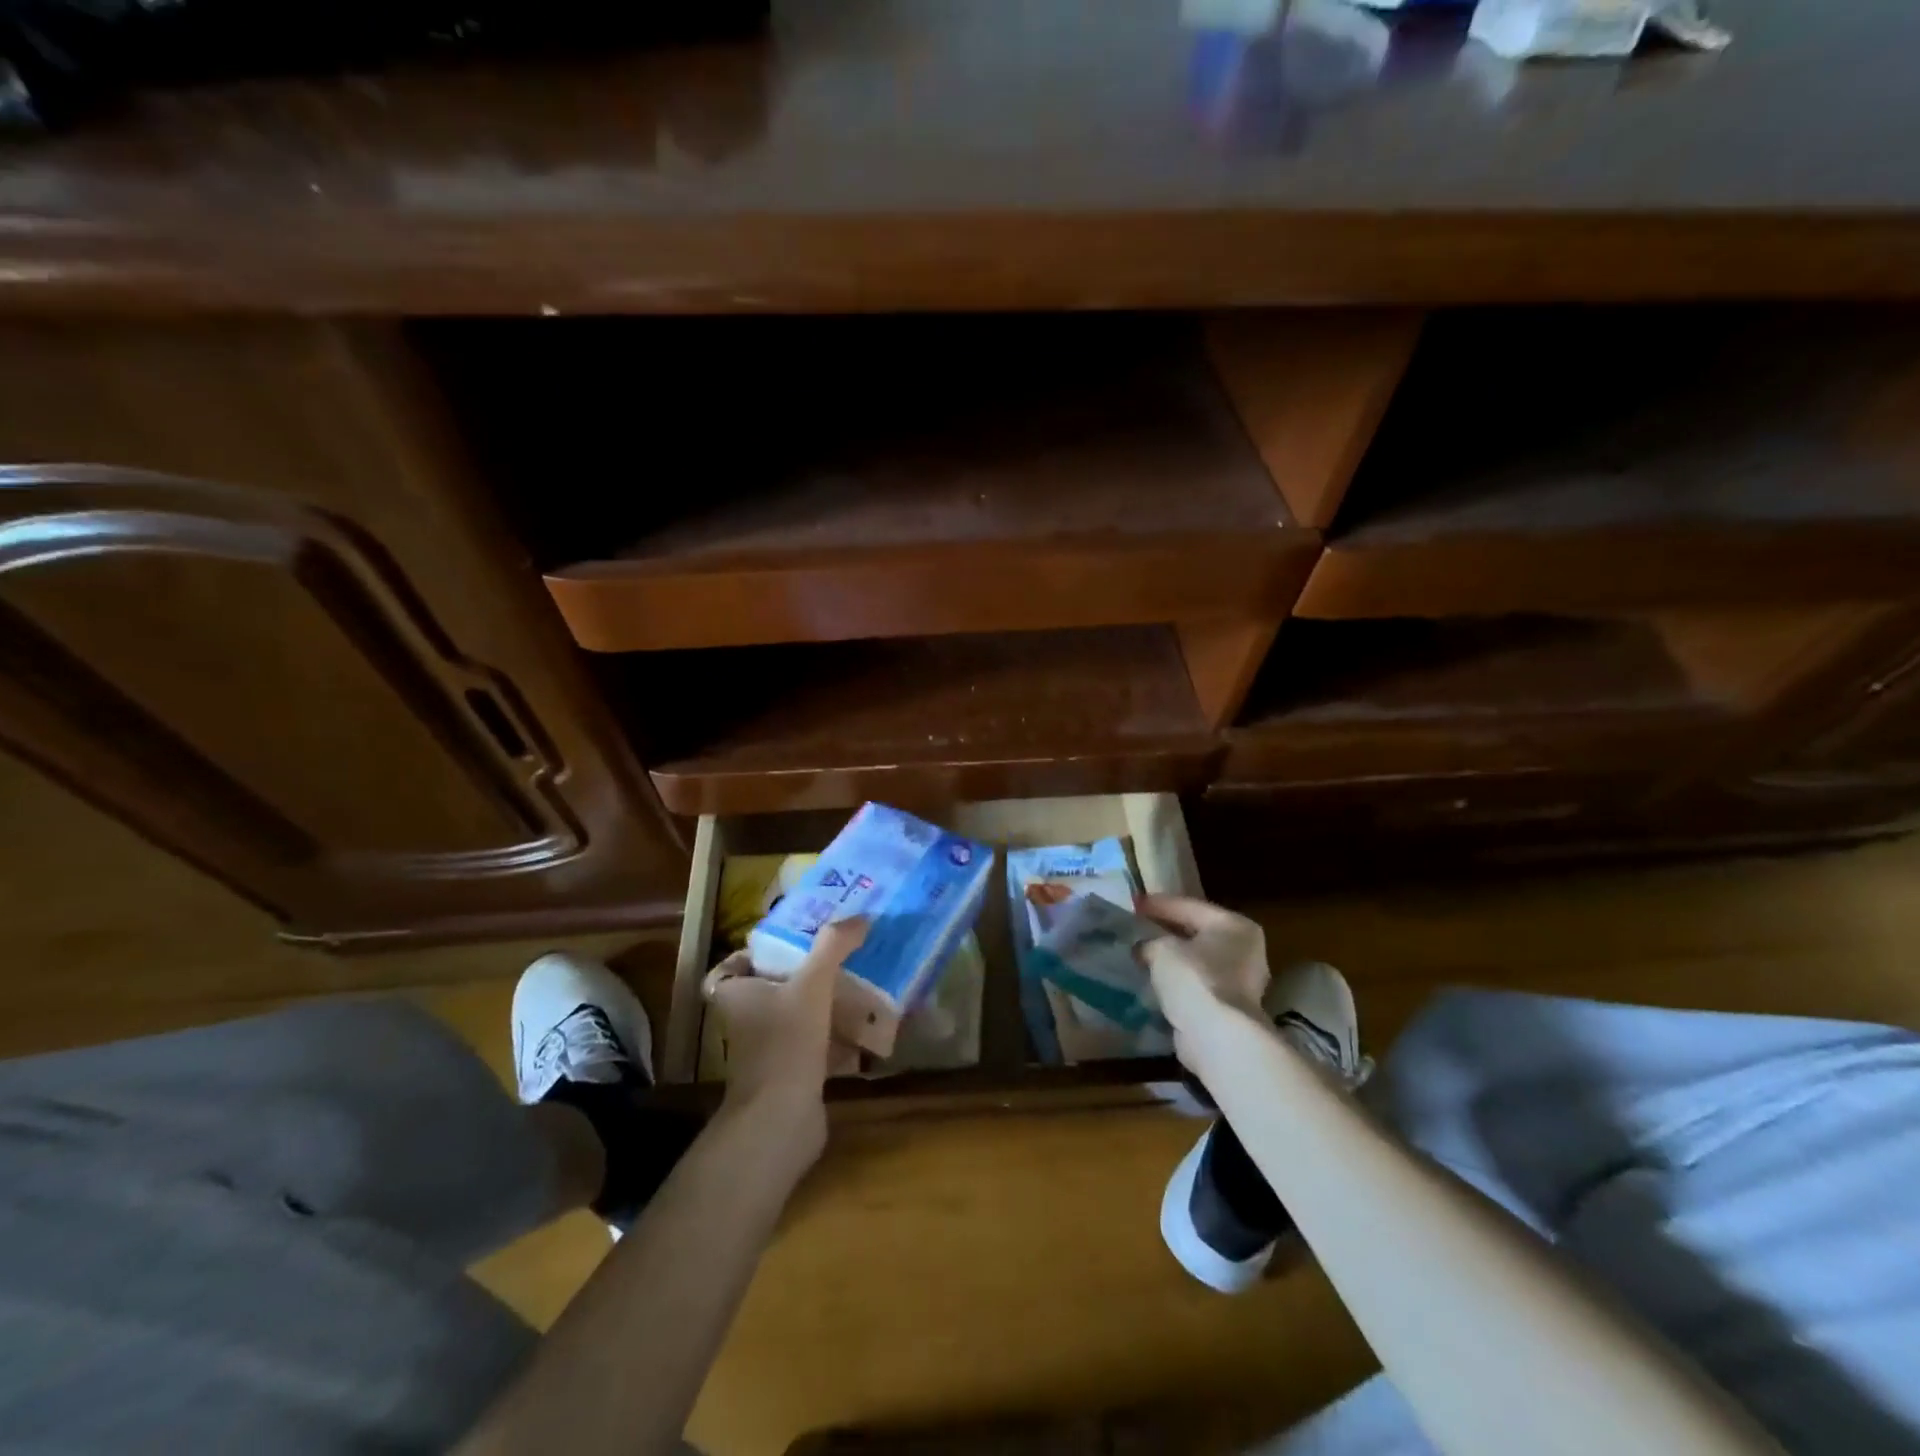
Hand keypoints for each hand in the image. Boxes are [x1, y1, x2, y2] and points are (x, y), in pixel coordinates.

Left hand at [702, 918, 867, 1156]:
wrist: (781, 1121)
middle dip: (800, 974)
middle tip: (834, 955)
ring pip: (793, 1016)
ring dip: (821, 1003)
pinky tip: (865, 1026)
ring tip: (856, 982)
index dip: (751, 954)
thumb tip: (860, 917)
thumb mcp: (811, 985)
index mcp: (736, 995)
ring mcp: (767, 1050)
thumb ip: (833, 947)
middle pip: (769, 989)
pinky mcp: (790, 1074)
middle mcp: (746, 1021)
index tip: (786, 944)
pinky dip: (835, 1036)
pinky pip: (813, 1045)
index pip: (729, 968)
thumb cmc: (785, 1043)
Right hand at [1137, 895, 1270, 1047]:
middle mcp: (1244, 950)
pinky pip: (1197, 985)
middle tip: (1138, 926)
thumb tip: (1144, 948)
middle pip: (1197, 933)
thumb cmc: (1194, 979)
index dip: (1158, 904)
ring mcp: (1241, 981)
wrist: (1218, 1037)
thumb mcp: (1162, 949)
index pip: (1189, 906)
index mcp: (1234, 926)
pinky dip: (1178, 983)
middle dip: (1167, 931)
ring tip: (1142, 954)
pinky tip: (1155, 981)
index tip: (1133, 903)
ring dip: (1173, 960)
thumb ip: (1150, 942)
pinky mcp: (1230, 1008)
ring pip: (1198, 961)